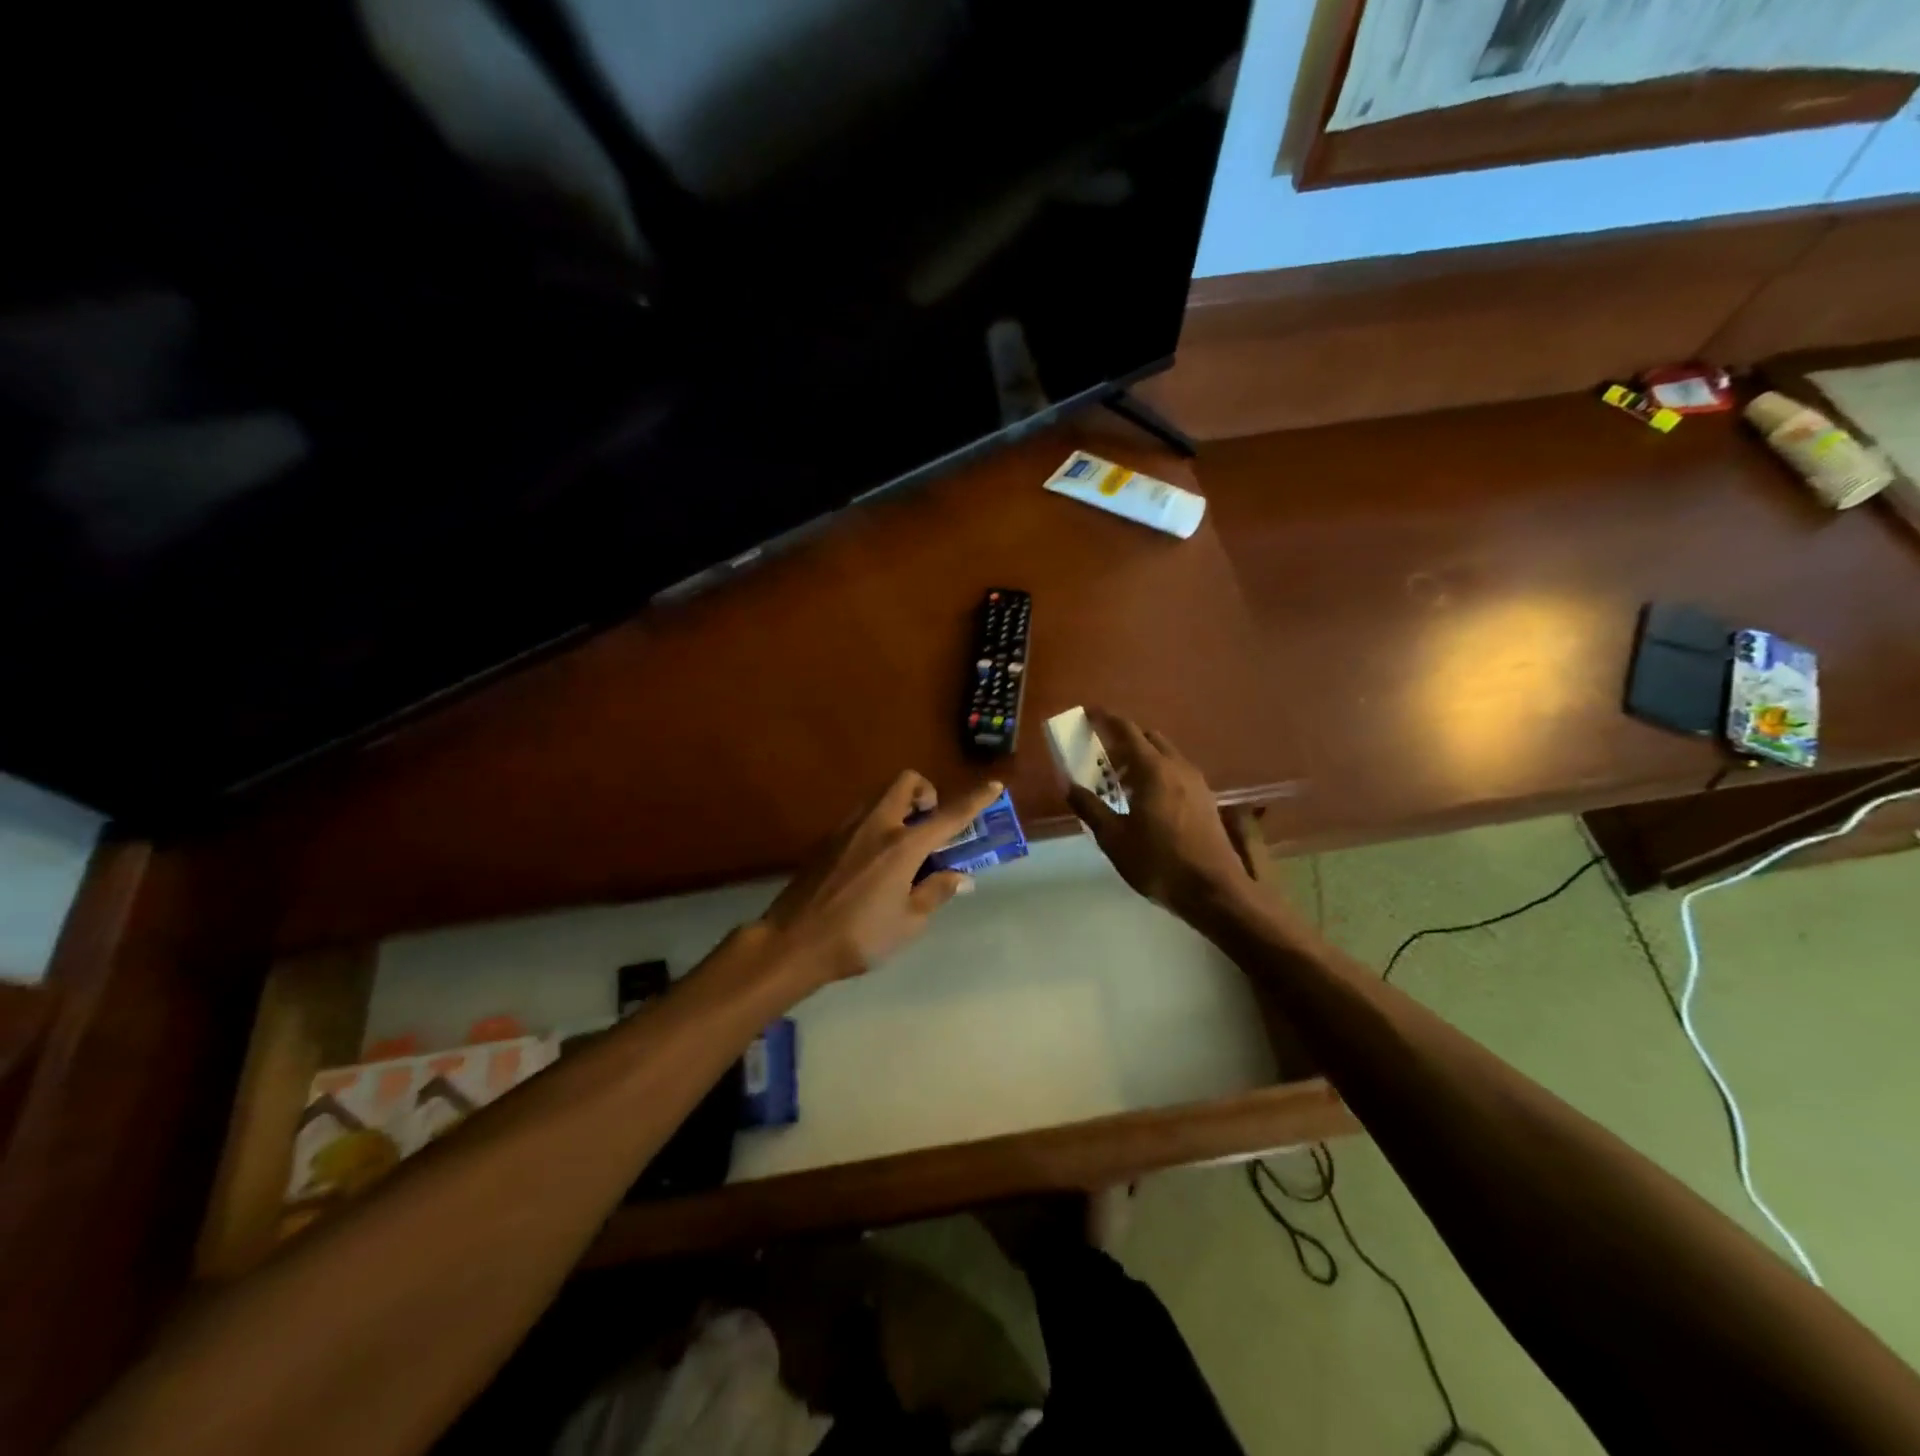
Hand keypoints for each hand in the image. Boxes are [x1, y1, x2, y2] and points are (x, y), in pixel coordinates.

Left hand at [759, 771, 1004, 985]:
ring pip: (881, 796)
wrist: (793, 942)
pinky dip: (879, 823)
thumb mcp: (908, 923)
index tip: (994, 785)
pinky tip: (876, 861)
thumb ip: (936, 893)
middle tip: (931, 823)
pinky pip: (862, 816)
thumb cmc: (858, 937)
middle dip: (926, 792)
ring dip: (901, 806)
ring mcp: (848, 829)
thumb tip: (961, 877)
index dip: (975, 800)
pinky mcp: (827, 840)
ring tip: (905, 846)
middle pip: (906, 783)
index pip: (948, 816)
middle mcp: (877, 826)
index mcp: (902, 846)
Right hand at [1066, 709, 1252, 918]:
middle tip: (1102, 756)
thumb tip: (1068, 785)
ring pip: (1166, 755)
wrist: (1214, 890)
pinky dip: (1158, 773)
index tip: (1088, 713)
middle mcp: (1178, 767)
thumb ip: (1090, 807)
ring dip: (1142, 758)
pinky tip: (1147, 801)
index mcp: (1153, 769)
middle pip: (1149, 738)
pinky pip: (1177, 772)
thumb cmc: (1158, 862)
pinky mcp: (1206, 799)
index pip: (1126, 730)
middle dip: (1124, 740)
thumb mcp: (1114, 838)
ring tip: (1121, 782)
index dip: (1105, 718)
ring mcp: (1197, 783)